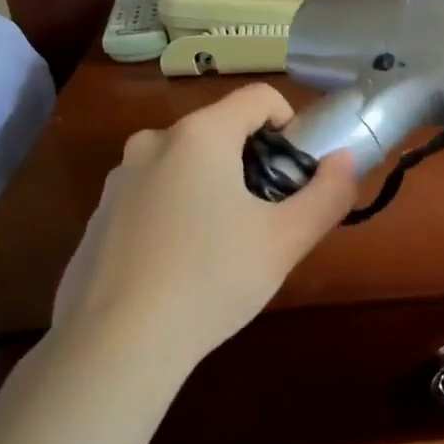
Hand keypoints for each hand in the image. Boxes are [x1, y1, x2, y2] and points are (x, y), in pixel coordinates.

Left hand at [50, 85, 357, 370]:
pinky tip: (179, 267)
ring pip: (184, 164)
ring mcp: (118, 180)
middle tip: (266, 216)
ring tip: (223, 247)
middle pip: (220, 130)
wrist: (116, 345)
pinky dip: (176, 213)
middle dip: (251, 162)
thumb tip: (345, 160)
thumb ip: (328, 193)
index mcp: (200, 135)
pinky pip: (152, 196)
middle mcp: (153, 143)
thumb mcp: (286, 240)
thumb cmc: (212, 280)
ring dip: (212, 187)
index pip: (259, 97)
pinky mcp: (98, 217)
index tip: (297, 170)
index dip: (290, 123)